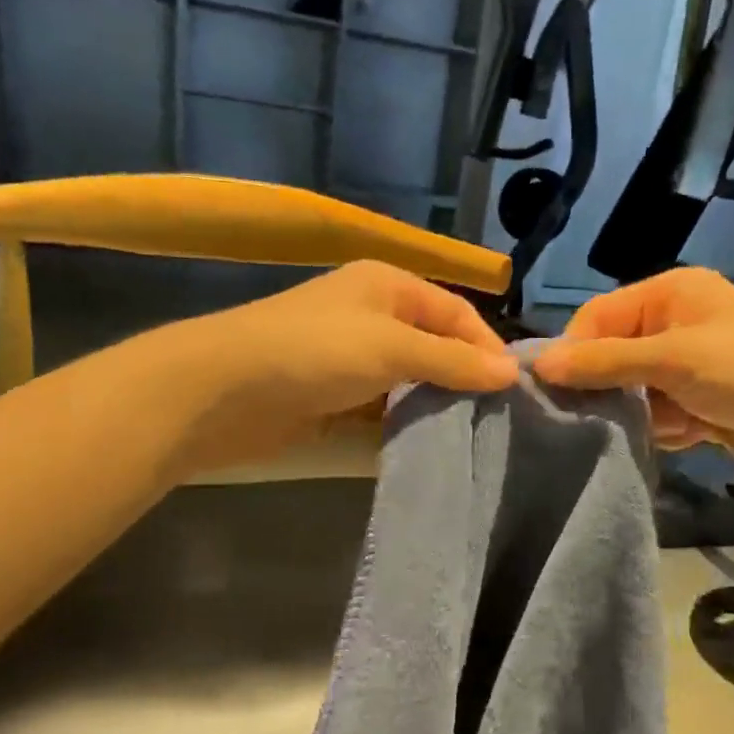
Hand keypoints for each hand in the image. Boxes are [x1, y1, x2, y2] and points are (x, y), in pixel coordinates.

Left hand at [165, 261, 519, 469]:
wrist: (221, 392)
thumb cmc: (314, 352)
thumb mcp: (392, 347)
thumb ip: (453, 360)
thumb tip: (512, 372)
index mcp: (389, 286)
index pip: (456, 313)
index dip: (486, 347)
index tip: (512, 391)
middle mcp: (373, 316)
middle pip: (434, 347)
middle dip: (462, 380)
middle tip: (495, 420)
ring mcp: (350, 360)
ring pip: (409, 382)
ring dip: (433, 407)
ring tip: (469, 438)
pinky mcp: (332, 398)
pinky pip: (381, 410)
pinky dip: (401, 426)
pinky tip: (425, 448)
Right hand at [532, 267, 733, 497]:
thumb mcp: (674, 359)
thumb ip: (604, 361)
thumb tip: (538, 364)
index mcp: (670, 295)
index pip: (597, 317)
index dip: (574, 352)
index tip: (553, 392)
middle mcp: (675, 325)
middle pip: (611, 356)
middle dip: (608, 388)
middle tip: (600, 417)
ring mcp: (688, 368)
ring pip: (632, 393)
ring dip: (640, 415)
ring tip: (670, 424)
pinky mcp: (700, 406)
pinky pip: (658, 418)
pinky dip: (666, 431)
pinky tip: (693, 435)